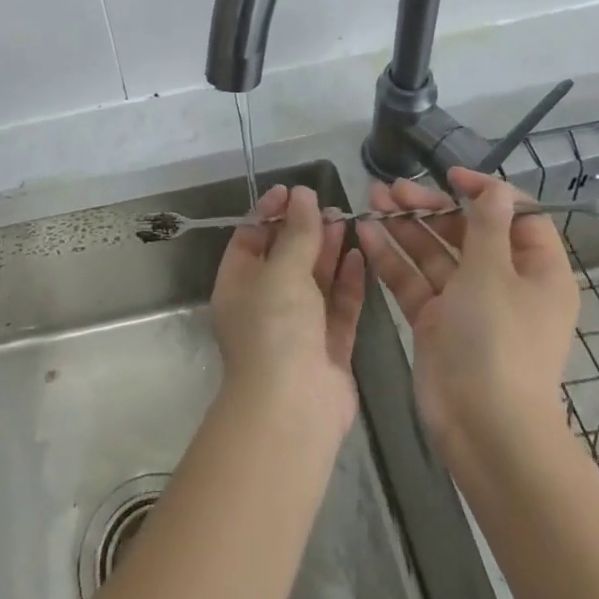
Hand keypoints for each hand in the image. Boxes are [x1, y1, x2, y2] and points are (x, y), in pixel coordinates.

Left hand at [209, 184, 365, 434]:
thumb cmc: (275, 328)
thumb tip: (302, 194)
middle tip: (330, 205)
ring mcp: (297, 328)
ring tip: (348, 222)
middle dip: (305, 231)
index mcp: (237, 285)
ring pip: (314, 282)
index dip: (269, 212)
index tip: (293, 191)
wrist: (293, 408)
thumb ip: (296, 232)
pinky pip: (338, 308)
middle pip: (285, 258)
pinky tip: (361, 256)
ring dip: (329, 252)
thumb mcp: (282, 271)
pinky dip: (347, 283)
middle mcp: (264, 304)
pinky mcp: (328, 349)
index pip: (250, 238)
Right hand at [354, 168, 578, 461]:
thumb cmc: (498, 340)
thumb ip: (486, 225)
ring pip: (435, 254)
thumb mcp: (493, 273)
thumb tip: (495, 188)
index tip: (449, 175)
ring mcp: (467, 304)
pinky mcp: (436, 322)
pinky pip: (414, 281)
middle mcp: (503, 283)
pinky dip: (392, 258)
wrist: (484, 427)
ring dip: (405, 227)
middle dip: (430, 207)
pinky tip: (366, 234)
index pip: (516, 217)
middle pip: (466, 232)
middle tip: (391, 189)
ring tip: (371, 199)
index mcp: (536, 271)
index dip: (485, 192)